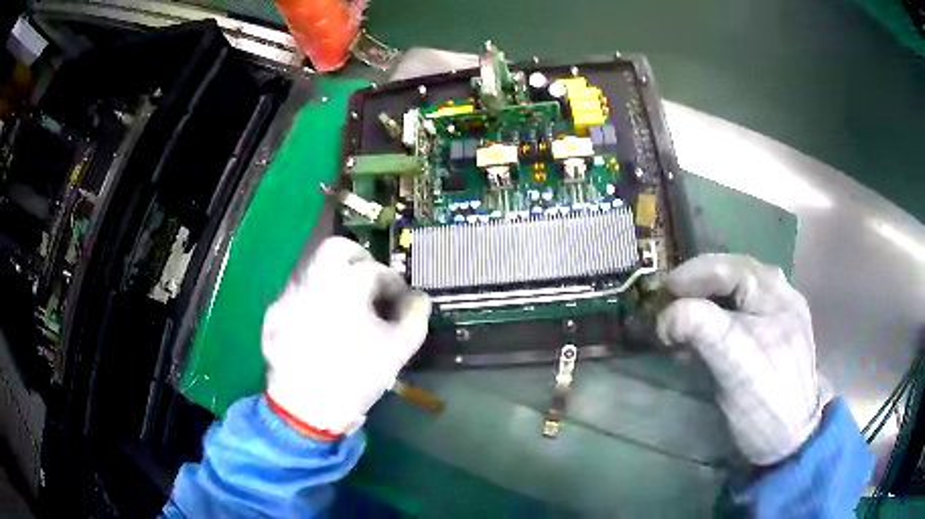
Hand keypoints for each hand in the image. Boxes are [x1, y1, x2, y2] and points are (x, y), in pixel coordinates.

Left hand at [262, 236, 430, 438]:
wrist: (306, 408)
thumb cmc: (357, 376)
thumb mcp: (399, 348)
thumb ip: (415, 315)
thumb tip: (417, 299)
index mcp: (346, 282)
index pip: (376, 270)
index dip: (394, 285)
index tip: (400, 301)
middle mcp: (312, 277)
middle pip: (336, 248)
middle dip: (359, 259)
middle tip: (370, 282)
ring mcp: (287, 294)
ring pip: (312, 269)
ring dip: (333, 280)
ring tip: (345, 308)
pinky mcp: (273, 313)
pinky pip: (295, 295)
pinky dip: (311, 301)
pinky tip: (319, 327)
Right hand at [657, 254, 830, 465]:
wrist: (791, 439)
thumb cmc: (765, 397)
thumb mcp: (732, 359)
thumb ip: (698, 326)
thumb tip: (662, 318)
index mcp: (774, 293)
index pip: (727, 268)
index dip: (691, 275)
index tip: (661, 290)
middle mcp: (779, 296)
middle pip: (733, 277)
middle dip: (698, 286)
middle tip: (669, 300)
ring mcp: (779, 318)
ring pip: (738, 296)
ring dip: (707, 303)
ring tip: (683, 318)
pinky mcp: (773, 341)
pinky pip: (743, 317)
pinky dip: (718, 321)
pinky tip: (706, 337)